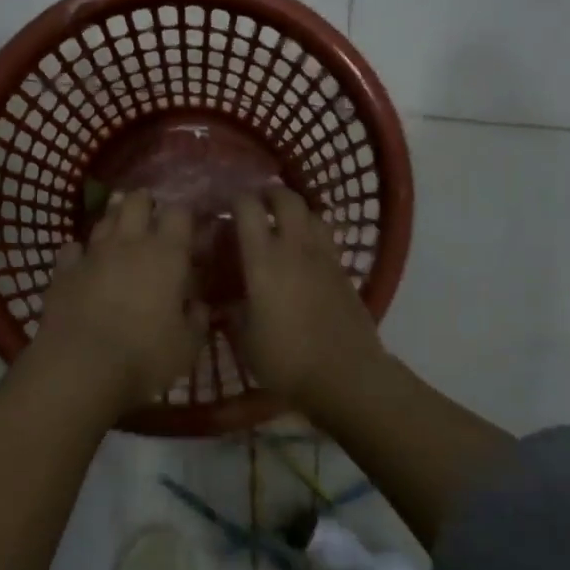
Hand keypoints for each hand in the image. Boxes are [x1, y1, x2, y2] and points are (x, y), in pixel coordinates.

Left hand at [29, 190, 206, 412]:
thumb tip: (198, 305)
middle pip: (137, 201)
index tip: (190, 228)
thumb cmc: (145, 355)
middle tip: (152, 218)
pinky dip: (80, 252)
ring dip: (115, 220)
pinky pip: (72, 248)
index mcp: (167, 254)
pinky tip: (84, 262)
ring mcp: (93, 253)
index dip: (185, 216)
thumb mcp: (187, 345)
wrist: (80, 367)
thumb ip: (196, 319)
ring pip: (104, 219)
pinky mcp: (63, 270)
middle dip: (145, 203)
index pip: (179, 213)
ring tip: (121, 233)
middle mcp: (130, 243)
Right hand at [232, 187, 387, 411]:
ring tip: (283, 222)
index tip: (223, 205)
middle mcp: (296, 248)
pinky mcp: (344, 271)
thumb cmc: (287, 360)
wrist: (345, 376)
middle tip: (256, 203)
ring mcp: (325, 257)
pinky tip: (305, 252)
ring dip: (295, 209)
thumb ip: (233, 312)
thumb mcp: (245, 340)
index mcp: (264, 260)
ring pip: (313, 213)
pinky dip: (313, 233)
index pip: (248, 208)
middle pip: (287, 199)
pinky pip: (327, 237)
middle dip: (269, 193)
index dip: (235, 199)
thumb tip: (224, 301)